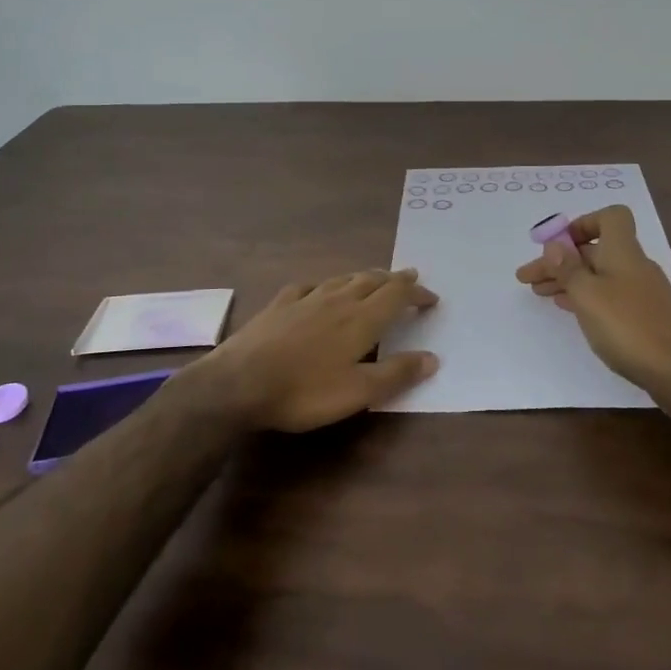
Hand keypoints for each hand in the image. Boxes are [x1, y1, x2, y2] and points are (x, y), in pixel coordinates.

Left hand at [197, 269, 439, 431]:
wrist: (239, 383)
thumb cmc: (304, 391)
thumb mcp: (357, 392)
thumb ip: (396, 374)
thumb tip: (432, 358)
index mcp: (361, 319)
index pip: (397, 296)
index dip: (417, 293)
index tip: (432, 297)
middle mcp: (337, 300)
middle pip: (372, 280)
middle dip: (394, 279)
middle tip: (409, 278)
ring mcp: (305, 299)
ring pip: (342, 279)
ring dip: (364, 277)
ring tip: (373, 278)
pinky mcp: (279, 305)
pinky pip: (308, 286)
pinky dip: (324, 284)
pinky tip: (319, 289)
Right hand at [514, 206, 670, 399]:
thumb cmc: (628, 327)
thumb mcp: (588, 295)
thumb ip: (568, 269)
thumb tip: (553, 244)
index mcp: (623, 252)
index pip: (610, 217)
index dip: (583, 224)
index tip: (557, 246)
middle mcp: (635, 266)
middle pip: (596, 251)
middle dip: (561, 261)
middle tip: (528, 278)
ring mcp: (642, 292)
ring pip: (600, 275)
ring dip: (569, 280)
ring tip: (540, 294)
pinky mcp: (645, 317)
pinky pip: (609, 295)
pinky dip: (586, 297)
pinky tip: (571, 310)